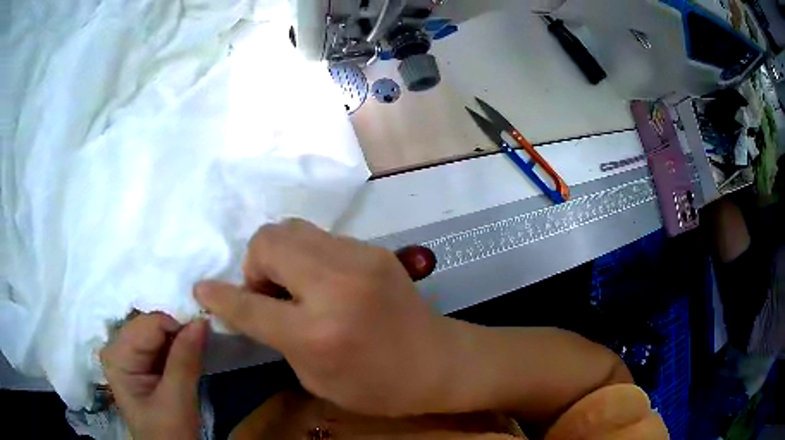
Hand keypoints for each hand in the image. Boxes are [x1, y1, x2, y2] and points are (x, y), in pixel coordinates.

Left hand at [100, 312, 206, 438]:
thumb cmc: (168, 433)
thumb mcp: (178, 400)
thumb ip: (185, 360)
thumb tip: (201, 320)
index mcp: (117, 355)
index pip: (149, 324)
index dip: (178, 327)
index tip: (203, 336)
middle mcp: (118, 347)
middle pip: (151, 325)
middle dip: (178, 330)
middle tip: (203, 341)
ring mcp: (129, 355)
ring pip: (158, 332)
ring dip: (180, 338)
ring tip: (199, 349)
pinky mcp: (142, 363)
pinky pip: (161, 344)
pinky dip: (179, 346)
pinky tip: (190, 354)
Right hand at [194, 219, 449, 416]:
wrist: (439, 362)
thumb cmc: (376, 386)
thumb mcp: (314, 377)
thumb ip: (276, 337)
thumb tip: (248, 304)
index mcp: (316, 332)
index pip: (249, 305)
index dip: (219, 296)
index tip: (202, 289)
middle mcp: (334, 285)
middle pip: (267, 241)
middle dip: (255, 265)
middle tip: (270, 293)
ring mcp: (358, 259)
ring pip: (292, 229)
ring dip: (280, 255)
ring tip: (294, 285)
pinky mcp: (374, 250)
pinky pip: (321, 239)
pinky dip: (308, 256)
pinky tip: (323, 282)